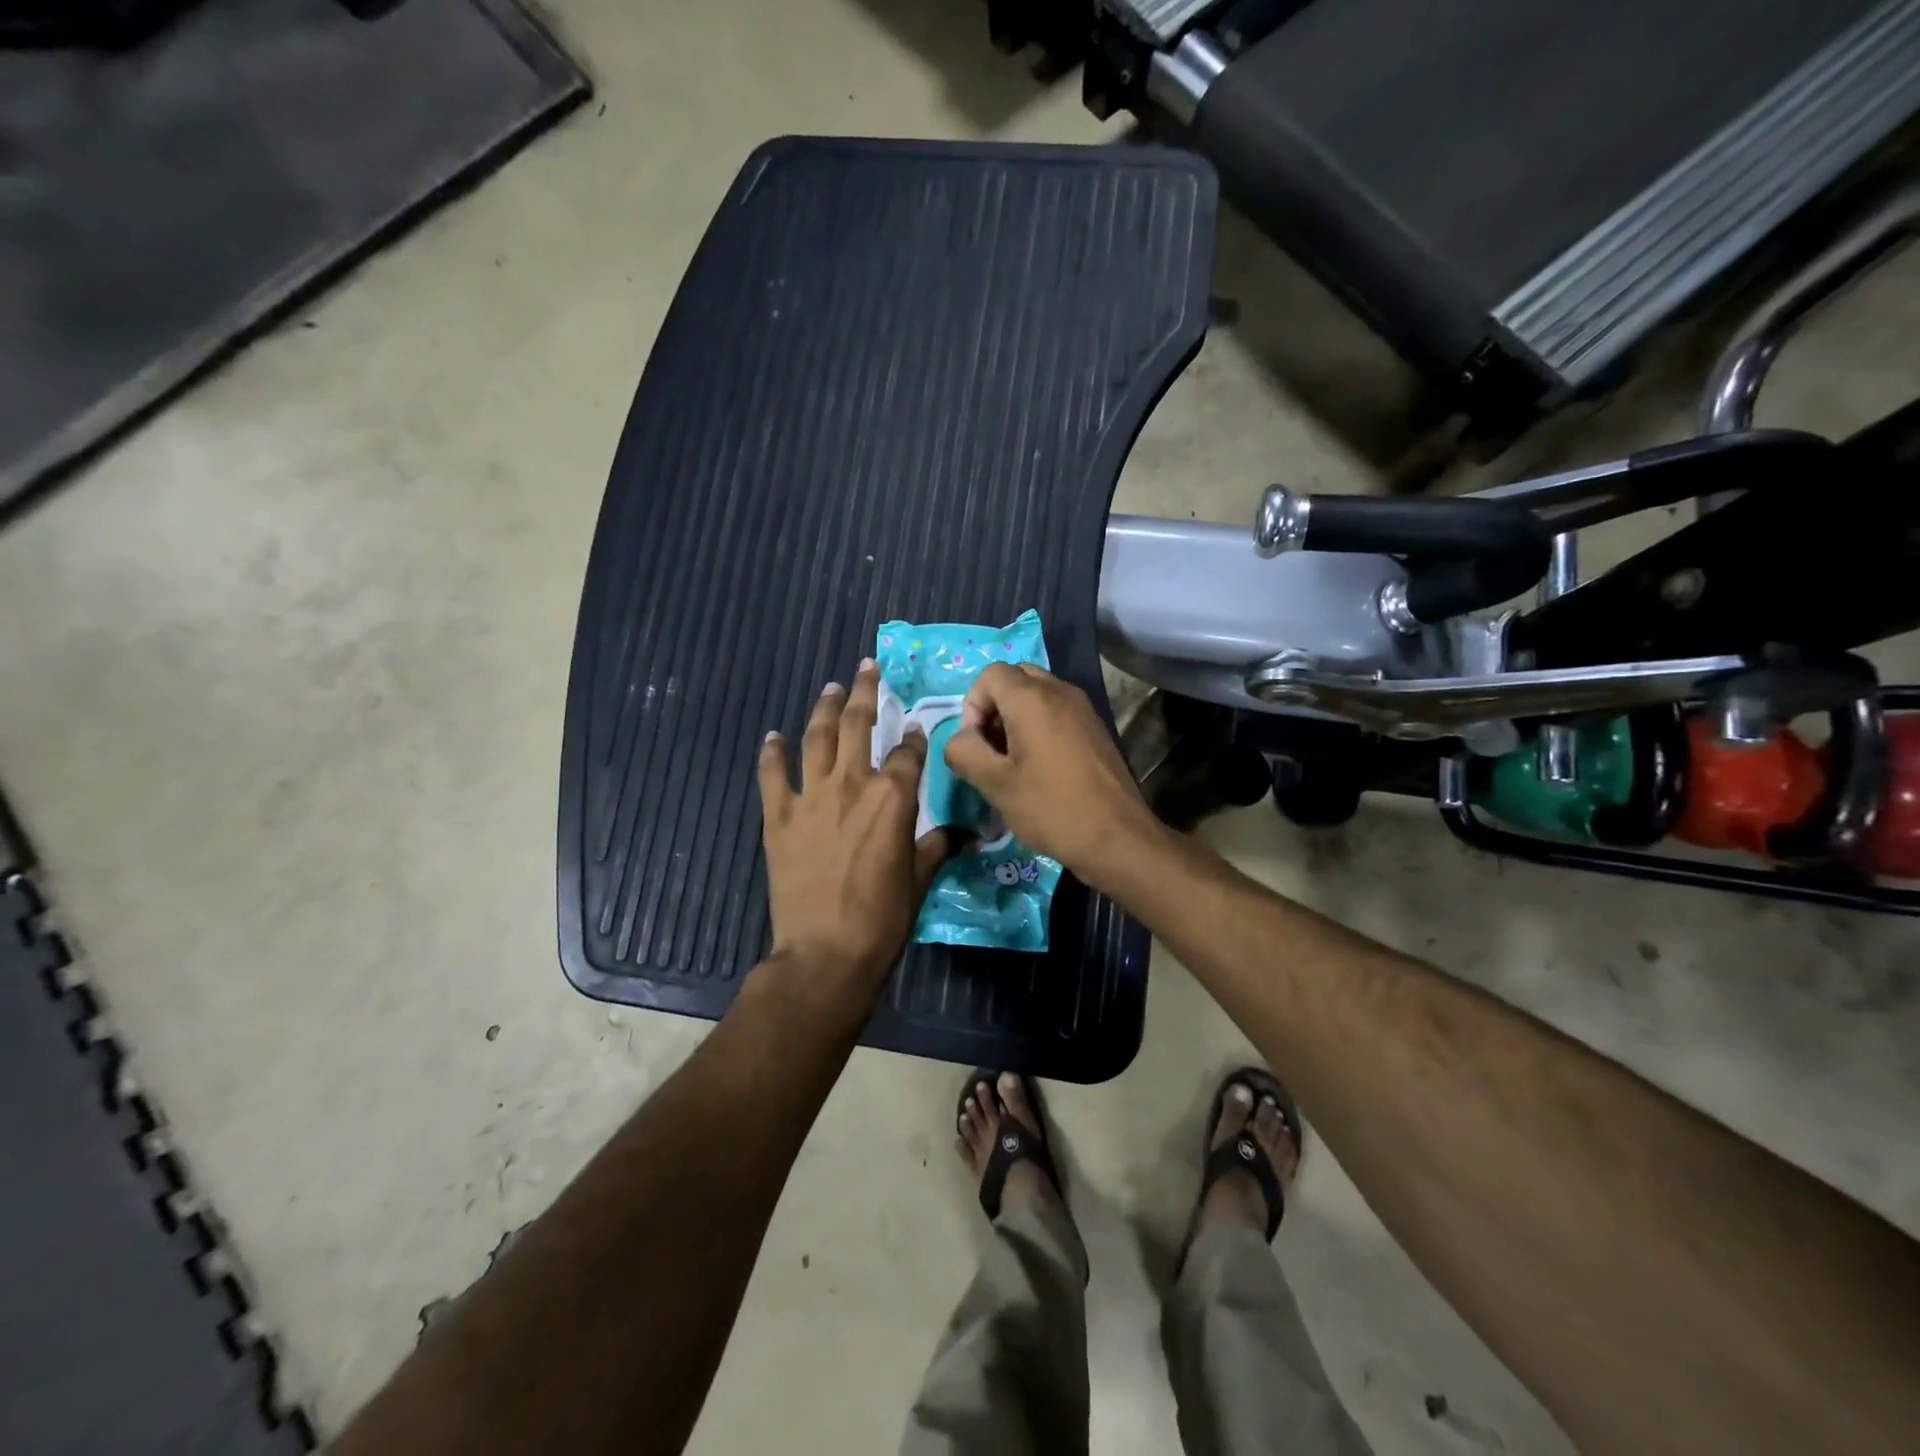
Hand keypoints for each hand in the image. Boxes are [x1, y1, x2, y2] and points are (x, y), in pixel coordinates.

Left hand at [759, 661, 949, 989]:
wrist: (825, 952)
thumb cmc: (883, 918)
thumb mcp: (920, 879)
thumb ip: (939, 845)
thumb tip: (966, 833)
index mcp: (893, 797)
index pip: (908, 751)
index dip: (915, 735)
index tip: (917, 726)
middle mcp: (851, 784)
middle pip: (858, 724)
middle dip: (866, 692)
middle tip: (867, 668)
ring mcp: (811, 797)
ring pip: (816, 737)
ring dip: (824, 709)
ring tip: (830, 689)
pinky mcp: (779, 817)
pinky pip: (772, 775)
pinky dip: (772, 753)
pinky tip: (773, 737)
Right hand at [942, 664, 1159, 890]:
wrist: (1117, 837)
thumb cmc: (1051, 808)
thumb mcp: (994, 785)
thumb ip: (964, 752)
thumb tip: (961, 738)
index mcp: (1032, 698)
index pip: (990, 674)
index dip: (972, 704)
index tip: (976, 744)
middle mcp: (1060, 691)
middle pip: (1015, 678)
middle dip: (994, 706)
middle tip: (991, 748)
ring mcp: (1083, 708)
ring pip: (1037, 694)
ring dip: (1016, 717)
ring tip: (1013, 762)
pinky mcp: (1095, 728)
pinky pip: (1057, 710)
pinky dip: (1039, 726)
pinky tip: (1040, 768)